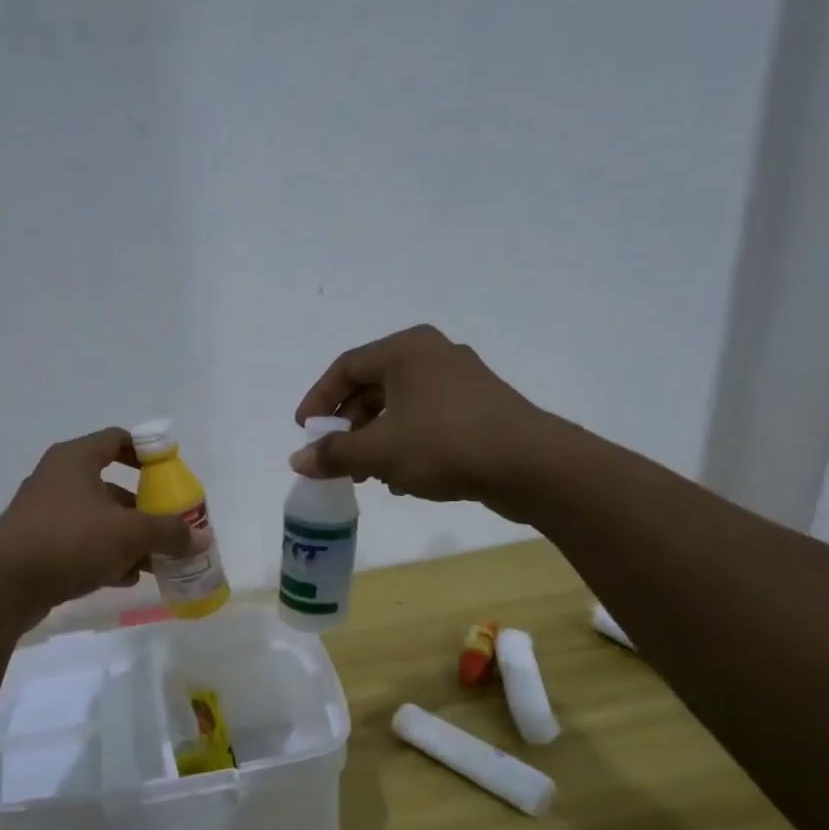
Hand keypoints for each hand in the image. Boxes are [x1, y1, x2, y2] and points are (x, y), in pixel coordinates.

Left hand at [0, 428, 196, 615]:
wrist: (3, 586)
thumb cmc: (69, 541)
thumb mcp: (128, 534)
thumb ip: (168, 532)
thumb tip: (202, 538)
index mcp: (76, 459)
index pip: (118, 440)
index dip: (148, 452)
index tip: (172, 473)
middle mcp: (58, 479)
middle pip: (112, 485)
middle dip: (144, 508)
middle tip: (170, 526)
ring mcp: (45, 513)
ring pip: (98, 519)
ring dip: (128, 538)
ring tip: (154, 560)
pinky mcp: (38, 545)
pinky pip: (81, 543)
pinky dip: (104, 556)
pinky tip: (124, 578)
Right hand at [292, 324, 557, 506]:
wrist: (531, 465)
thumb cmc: (445, 445)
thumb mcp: (380, 452)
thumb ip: (334, 454)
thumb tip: (297, 461)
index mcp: (406, 349)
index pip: (345, 367)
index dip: (318, 400)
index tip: (304, 432)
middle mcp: (432, 354)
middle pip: (372, 386)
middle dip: (349, 426)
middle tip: (335, 459)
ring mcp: (460, 380)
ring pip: (400, 407)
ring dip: (375, 440)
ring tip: (366, 476)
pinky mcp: (479, 407)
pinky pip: (426, 420)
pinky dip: (405, 444)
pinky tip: (402, 480)